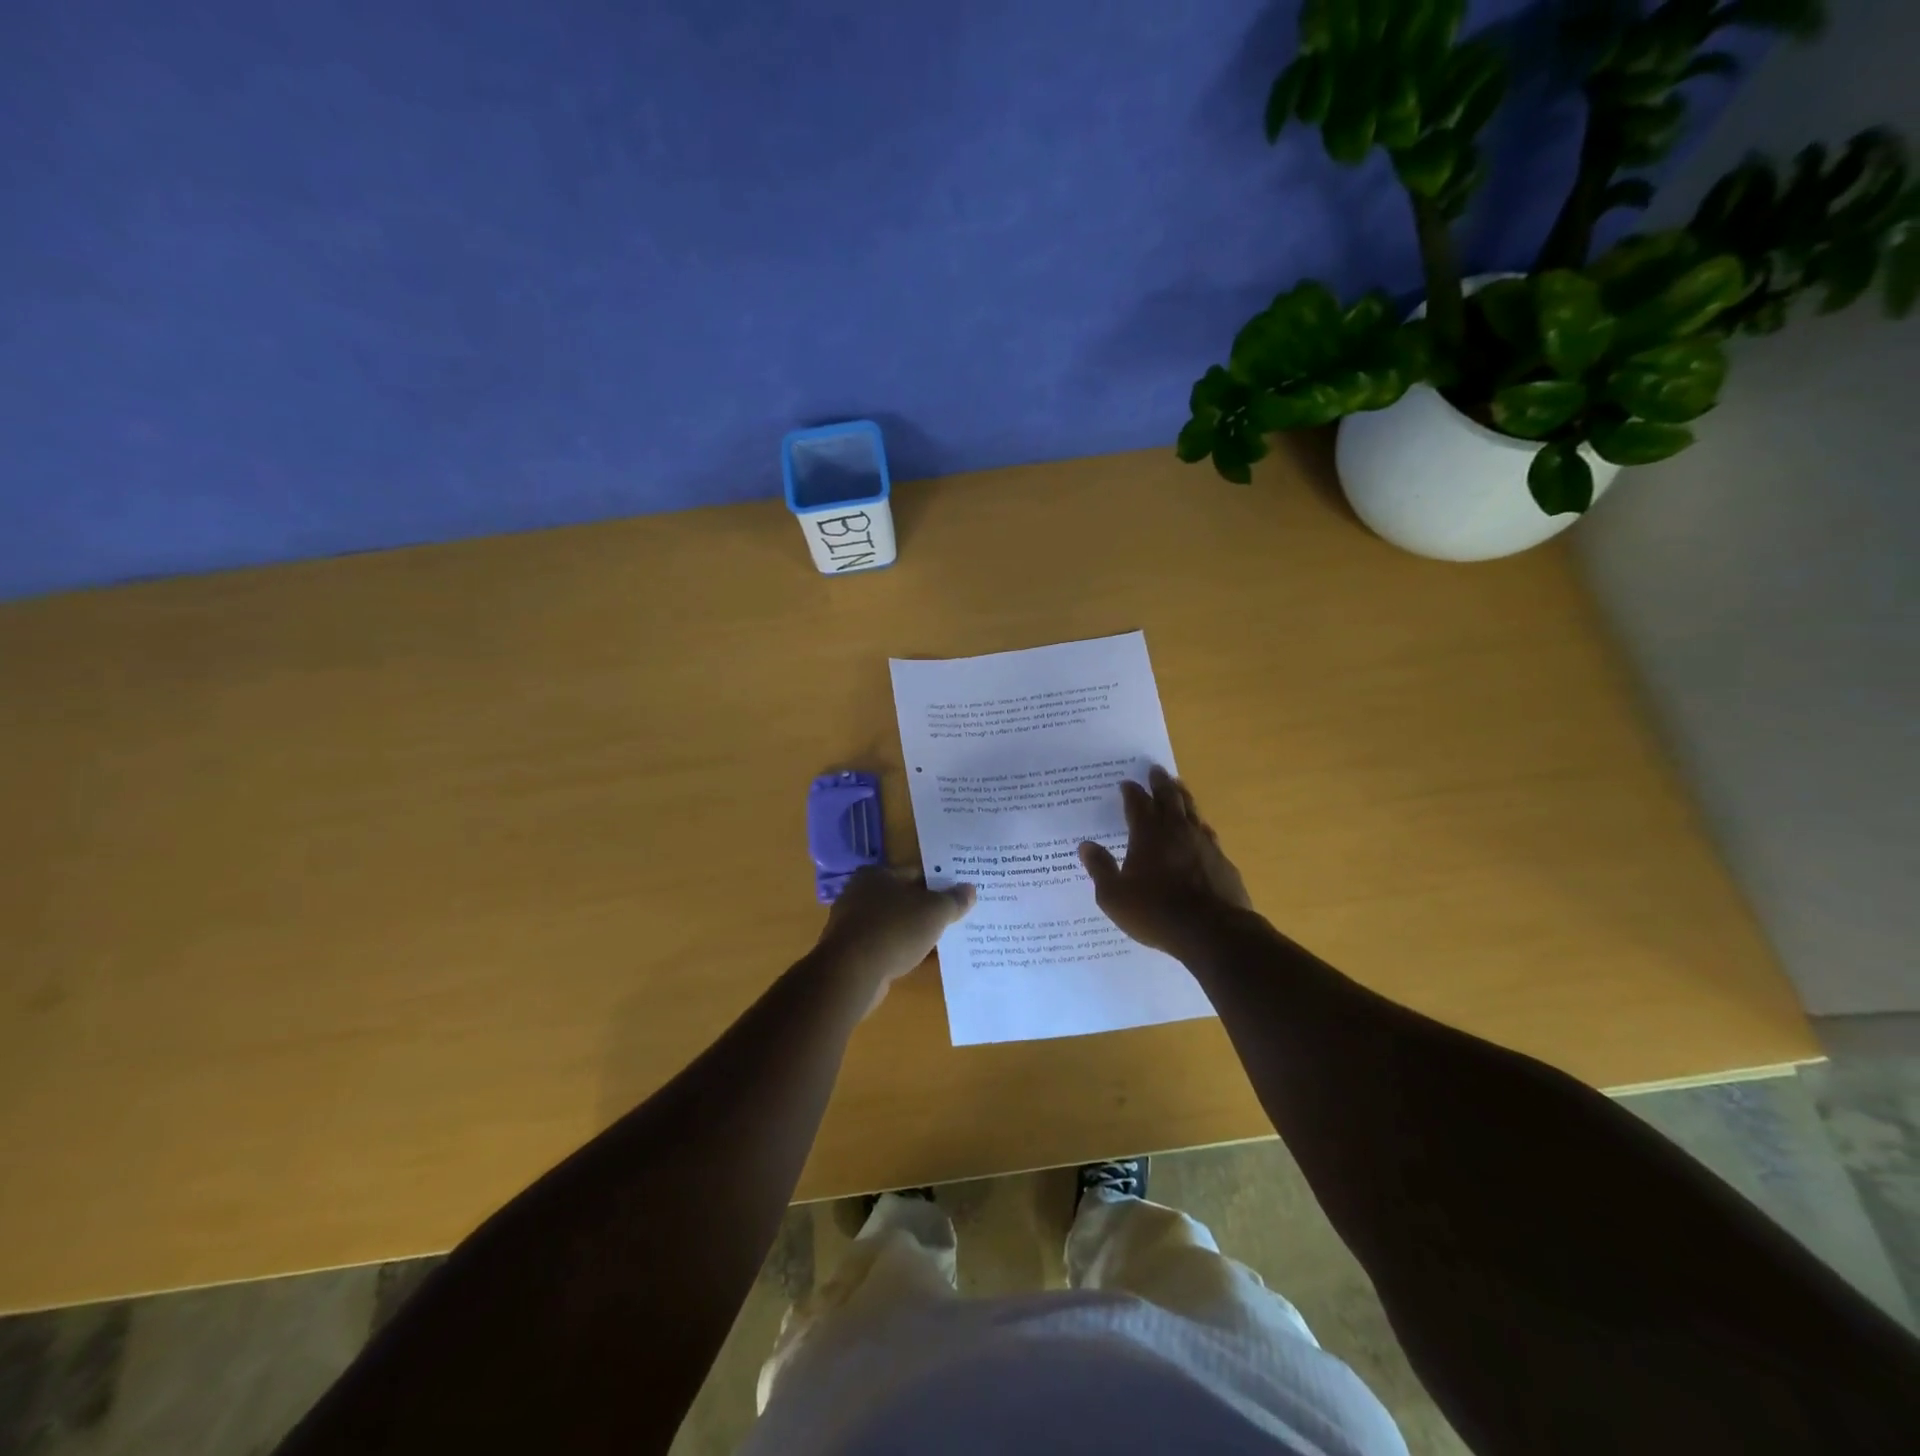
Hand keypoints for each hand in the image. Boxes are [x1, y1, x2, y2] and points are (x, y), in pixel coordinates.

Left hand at [815, 867, 975, 1014]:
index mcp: (876, 874)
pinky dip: (902, 950)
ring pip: (895, 924)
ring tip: (943, 940)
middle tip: (955, 917)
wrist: (851, 973)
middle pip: (904, 898)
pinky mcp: (851, 952)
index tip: (959, 894)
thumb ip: (953, 900)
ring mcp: (853, 924)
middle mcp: (860, 893)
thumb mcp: (934, 912)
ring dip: (915, 932)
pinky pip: (885, 945)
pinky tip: (922, 960)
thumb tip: (970, 889)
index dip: (940, 883)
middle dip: (928, 909)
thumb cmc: (894, 929)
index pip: (916, 873)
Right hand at [1079, 766, 1251, 956]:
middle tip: (1156, 770)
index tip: (1126, 783)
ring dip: (1183, 796)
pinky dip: (1200, 826)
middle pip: (1169, 798)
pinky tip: (1201, 830)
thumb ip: (1100, 868)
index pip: (1137, 804)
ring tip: (1178, 786)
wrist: (1213, 932)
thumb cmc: (1156, 913)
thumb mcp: (1114, 897)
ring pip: (1192, 811)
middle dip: (1160, 783)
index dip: (1131, 792)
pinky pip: (1208, 834)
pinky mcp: (1223, 861)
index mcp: (1148, 835)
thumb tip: (1086, 846)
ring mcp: (1204, 844)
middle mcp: (1177, 831)